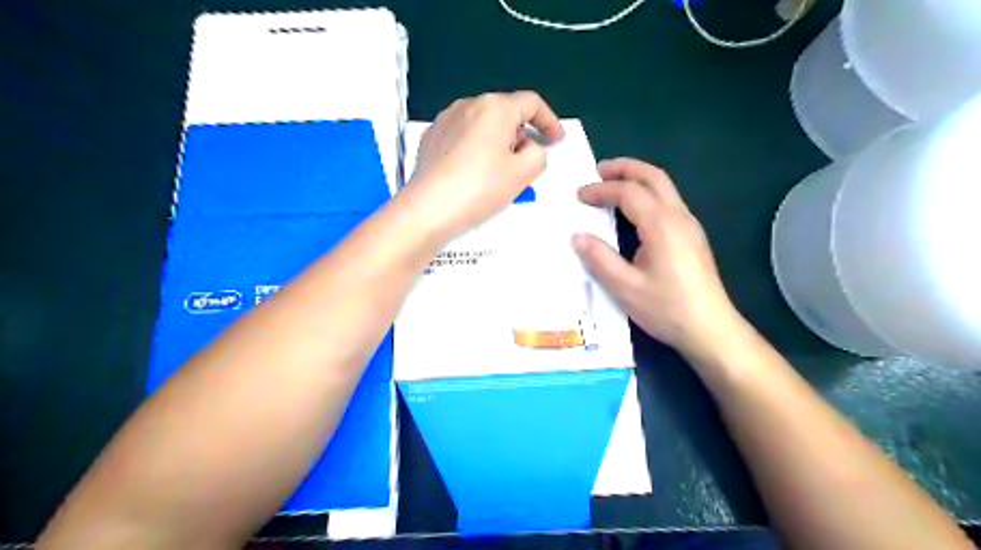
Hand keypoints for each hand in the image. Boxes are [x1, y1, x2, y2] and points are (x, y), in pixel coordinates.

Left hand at [399, 91, 568, 238]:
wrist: (429, 209)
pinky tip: (473, 174)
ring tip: (497, 173)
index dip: (549, 121)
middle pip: (505, 113)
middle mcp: (468, 104)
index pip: (531, 103)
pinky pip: (463, 136)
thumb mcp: (523, 173)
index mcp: (495, 107)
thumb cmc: (480, 188)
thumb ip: (538, 154)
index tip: (556, 140)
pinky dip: (476, 149)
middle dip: (521, 135)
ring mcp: (445, 120)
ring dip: (498, 143)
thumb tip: (527, 148)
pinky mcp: (431, 138)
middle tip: (524, 165)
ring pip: (483, 125)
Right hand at [572, 157, 739, 357]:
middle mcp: (679, 217)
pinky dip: (647, 193)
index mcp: (661, 225)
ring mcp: (690, 225)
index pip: (629, 192)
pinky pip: (668, 202)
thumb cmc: (667, 309)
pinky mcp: (693, 237)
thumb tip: (578, 237)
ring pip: (664, 187)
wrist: (711, 329)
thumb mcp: (626, 288)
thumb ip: (600, 260)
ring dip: (638, 178)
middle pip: (653, 177)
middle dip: (625, 168)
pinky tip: (634, 211)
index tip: (579, 195)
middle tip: (599, 170)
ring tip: (613, 184)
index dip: (601, 190)